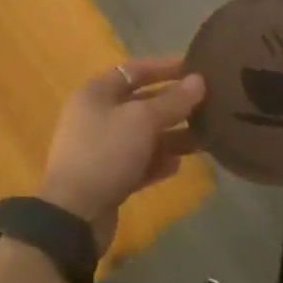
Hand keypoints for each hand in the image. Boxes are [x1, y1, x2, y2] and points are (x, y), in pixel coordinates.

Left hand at [38, 56, 204, 253]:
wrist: (74, 214)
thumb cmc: (106, 153)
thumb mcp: (142, 120)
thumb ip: (173, 101)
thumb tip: (199, 80)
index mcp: (96, 93)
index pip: (134, 71)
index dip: (165, 68)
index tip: (195, 69)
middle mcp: (96, 116)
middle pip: (140, 104)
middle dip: (173, 106)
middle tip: (208, 105)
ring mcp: (100, 149)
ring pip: (142, 136)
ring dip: (171, 136)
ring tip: (203, 138)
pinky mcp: (107, 178)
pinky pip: (138, 163)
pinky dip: (157, 162)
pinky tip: (178, 165)